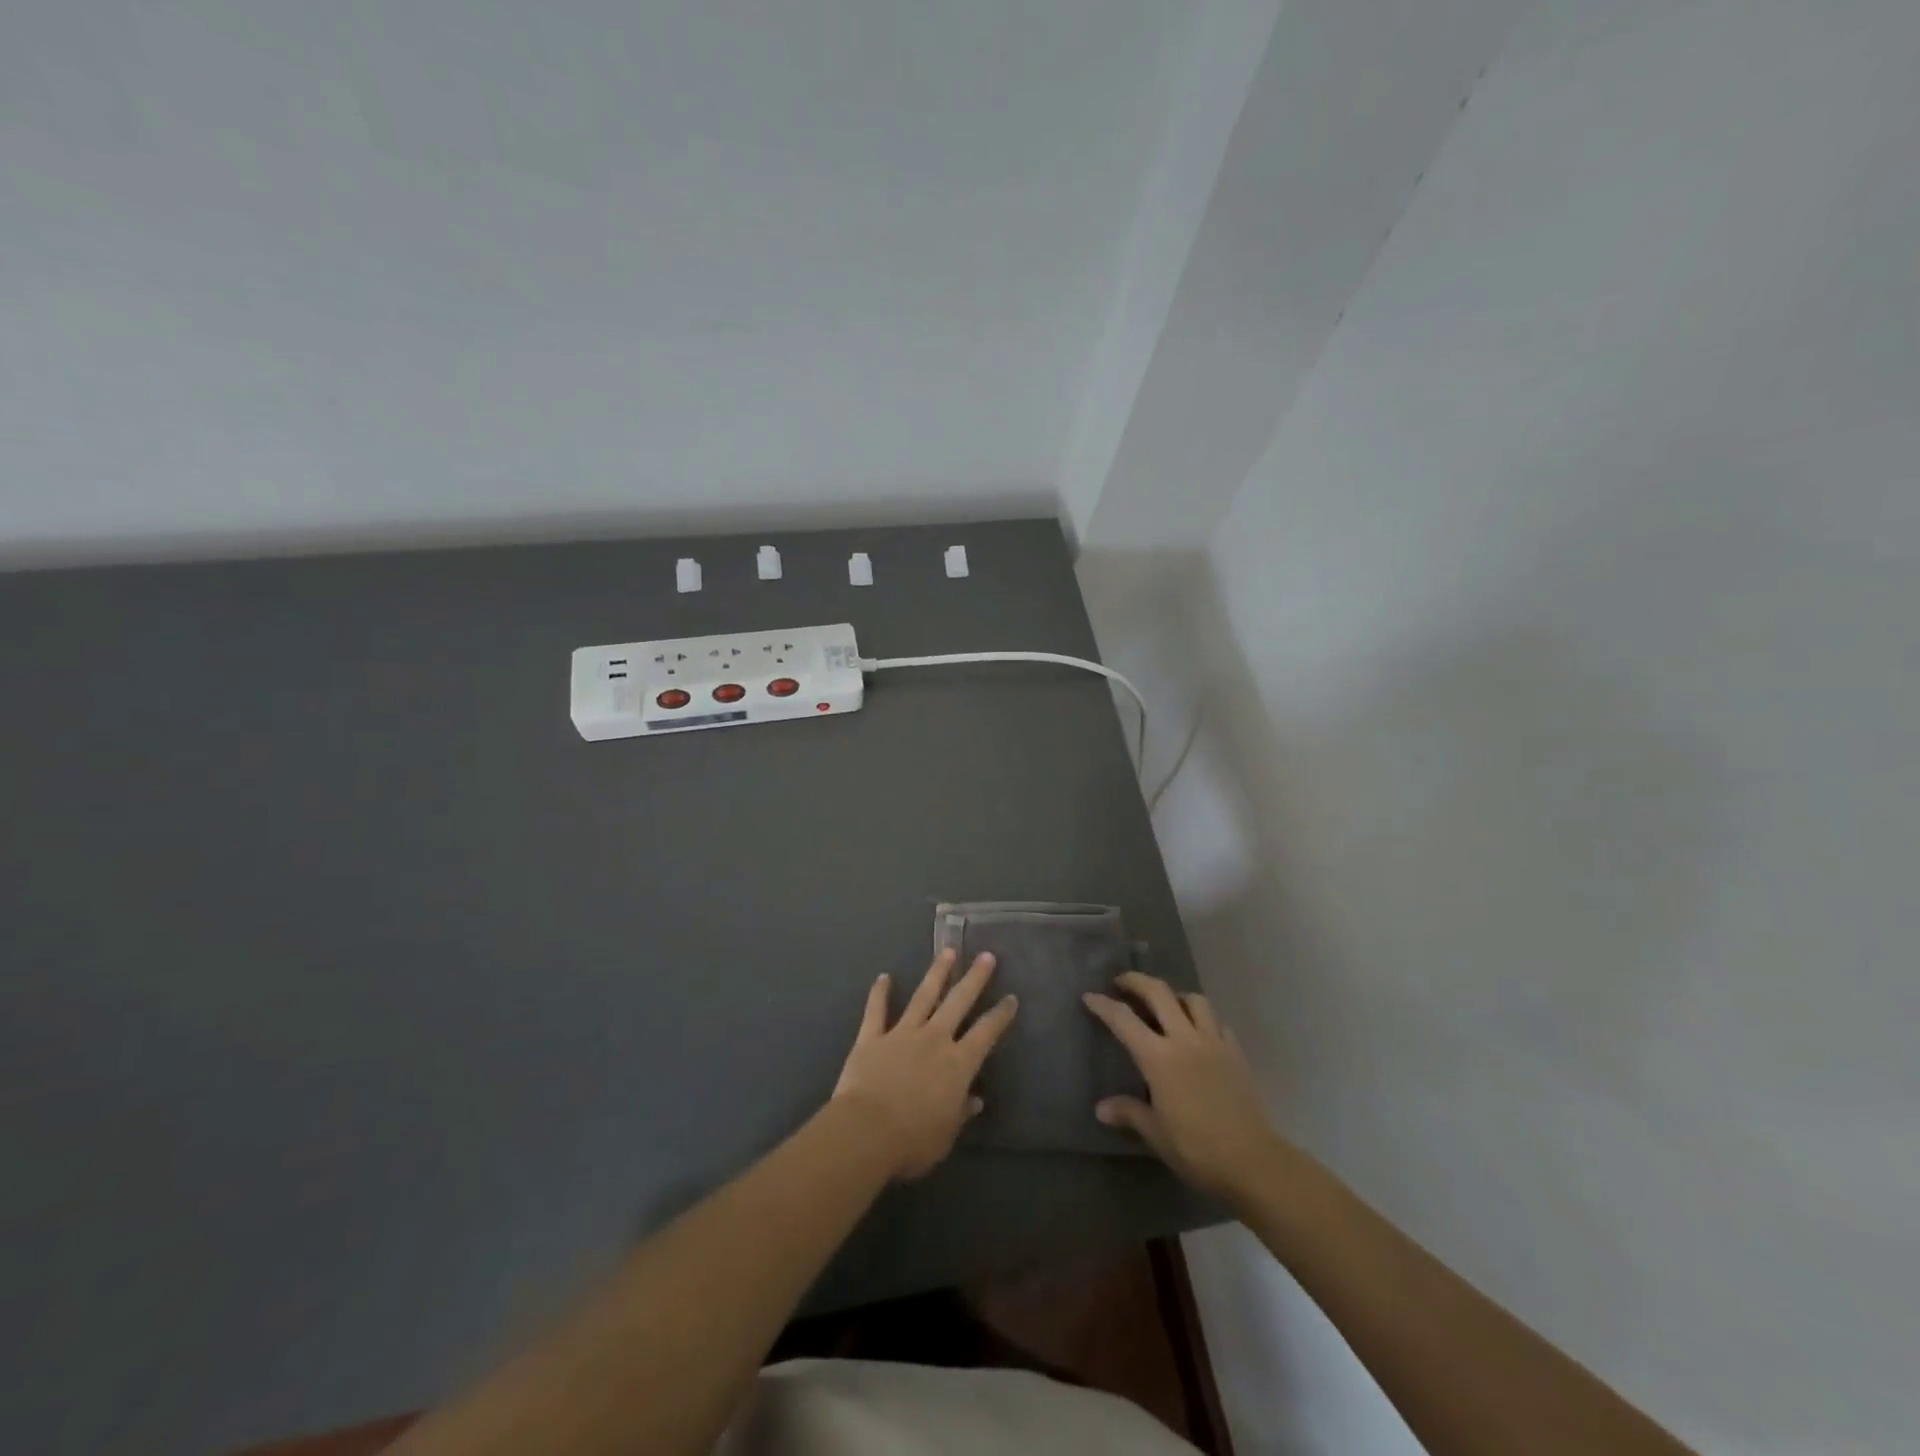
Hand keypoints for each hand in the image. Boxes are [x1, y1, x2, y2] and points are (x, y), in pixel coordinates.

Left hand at [832, 949, 1018, 1180]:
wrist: (866, 1131)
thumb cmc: (912, 1141)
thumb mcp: (946, 1135)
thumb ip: (961, 1112)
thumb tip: (976, 1099)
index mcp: (958, 1064)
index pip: (986, 1033)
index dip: (1000, 1015)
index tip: (1011, 998)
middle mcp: (934, 1039)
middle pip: (958, 1002)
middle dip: (974, 978)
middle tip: (986, 956)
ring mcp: (902, 1033)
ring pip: (923, 996)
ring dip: (936, 973)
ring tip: (947, 951)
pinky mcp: (872, 1037)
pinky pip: (876, 1010)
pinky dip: (879, 993)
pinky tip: (883, 977)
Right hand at [1083, 972, 1283, 1200]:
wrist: (1254, 1162)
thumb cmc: (1197, 1149)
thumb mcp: (1156, 1134)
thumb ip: (1129, 1113)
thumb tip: (1101, 1108)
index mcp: (1159, 1058)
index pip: (1124, 1020)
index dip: (1103, 1005)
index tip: (1089, 996)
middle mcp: (1185, 1039)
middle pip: (1159, 993)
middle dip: (1136, 981)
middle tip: (1122, 982)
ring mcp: (1214, 1042)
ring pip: (1193, 1000)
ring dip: (1174, 995)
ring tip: (1165, 1005)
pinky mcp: (1236, 1052)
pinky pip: (1217, 1021)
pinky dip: (1202, 1017)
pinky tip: (1198, 1032)